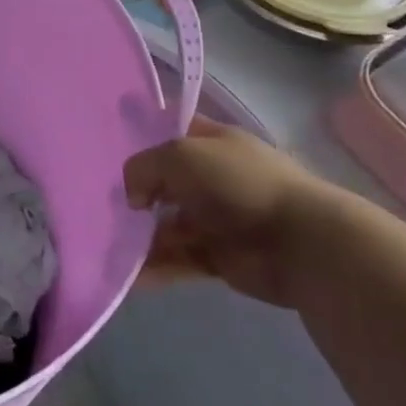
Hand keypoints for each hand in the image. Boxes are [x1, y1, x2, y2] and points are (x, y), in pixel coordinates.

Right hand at [124, 116, 335, 307]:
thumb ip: (143, 168)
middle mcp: (215, 178)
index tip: (110, 148)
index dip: (144, 136)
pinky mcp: (220, 257)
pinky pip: (178, 259)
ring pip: (167, 224)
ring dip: (141, 235)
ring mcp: (218, 219)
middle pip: (164, 183)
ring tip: (111, 244)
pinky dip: (155, 267)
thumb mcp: (179, 156)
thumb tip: (134, 198)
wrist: (301, 244)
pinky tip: (130, 275)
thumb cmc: (238, 184)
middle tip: (103, 204)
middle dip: (136, 193)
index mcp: (214, 143)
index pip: (173, 131)